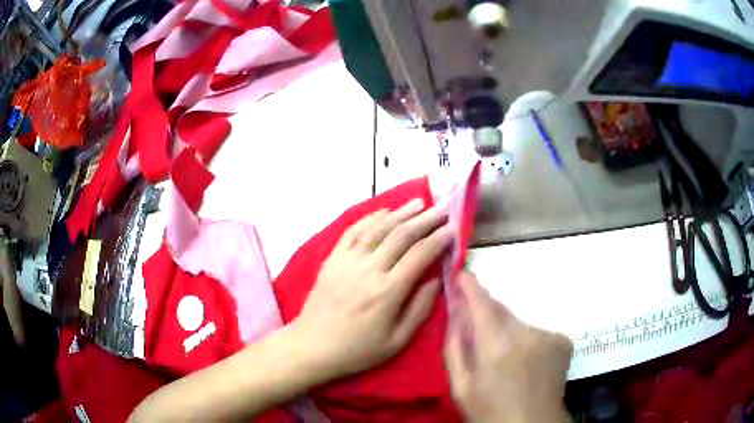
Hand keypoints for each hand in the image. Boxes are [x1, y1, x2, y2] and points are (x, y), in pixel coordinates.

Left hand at [290, 199, 452, 381]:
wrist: (313, 346)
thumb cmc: (357, 349)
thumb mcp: (397, 340)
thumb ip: (420, 309)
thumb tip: (437, 280)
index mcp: (388, 291)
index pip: (420, 255)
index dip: (439, 239)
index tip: (453, 229)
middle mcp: (368, 269)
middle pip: (401, 235)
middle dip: (425, 220)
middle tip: (442, 210)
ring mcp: (347, 261)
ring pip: (378, 228)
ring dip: (400, 213)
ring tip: (419, 202)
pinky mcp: (332, 259)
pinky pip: (352, 232)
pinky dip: (369, 218)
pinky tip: (383, 211)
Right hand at [445, 271, 572, 422]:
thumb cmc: (490, 412)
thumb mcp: (461, 387)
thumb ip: (455, 348)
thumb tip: (455, 315)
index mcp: (497, 348)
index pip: (483, 305)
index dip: (472, 287)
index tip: (463, 273)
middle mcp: (527, 335)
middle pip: (502, 312)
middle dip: (487, 313)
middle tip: (478, 329)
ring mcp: (549, 336)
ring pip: (520, 323)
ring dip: (508, 332)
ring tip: (505, 358)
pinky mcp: (563, 341)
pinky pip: (537, 332)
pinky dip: (528, 341)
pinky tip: (526, 362)